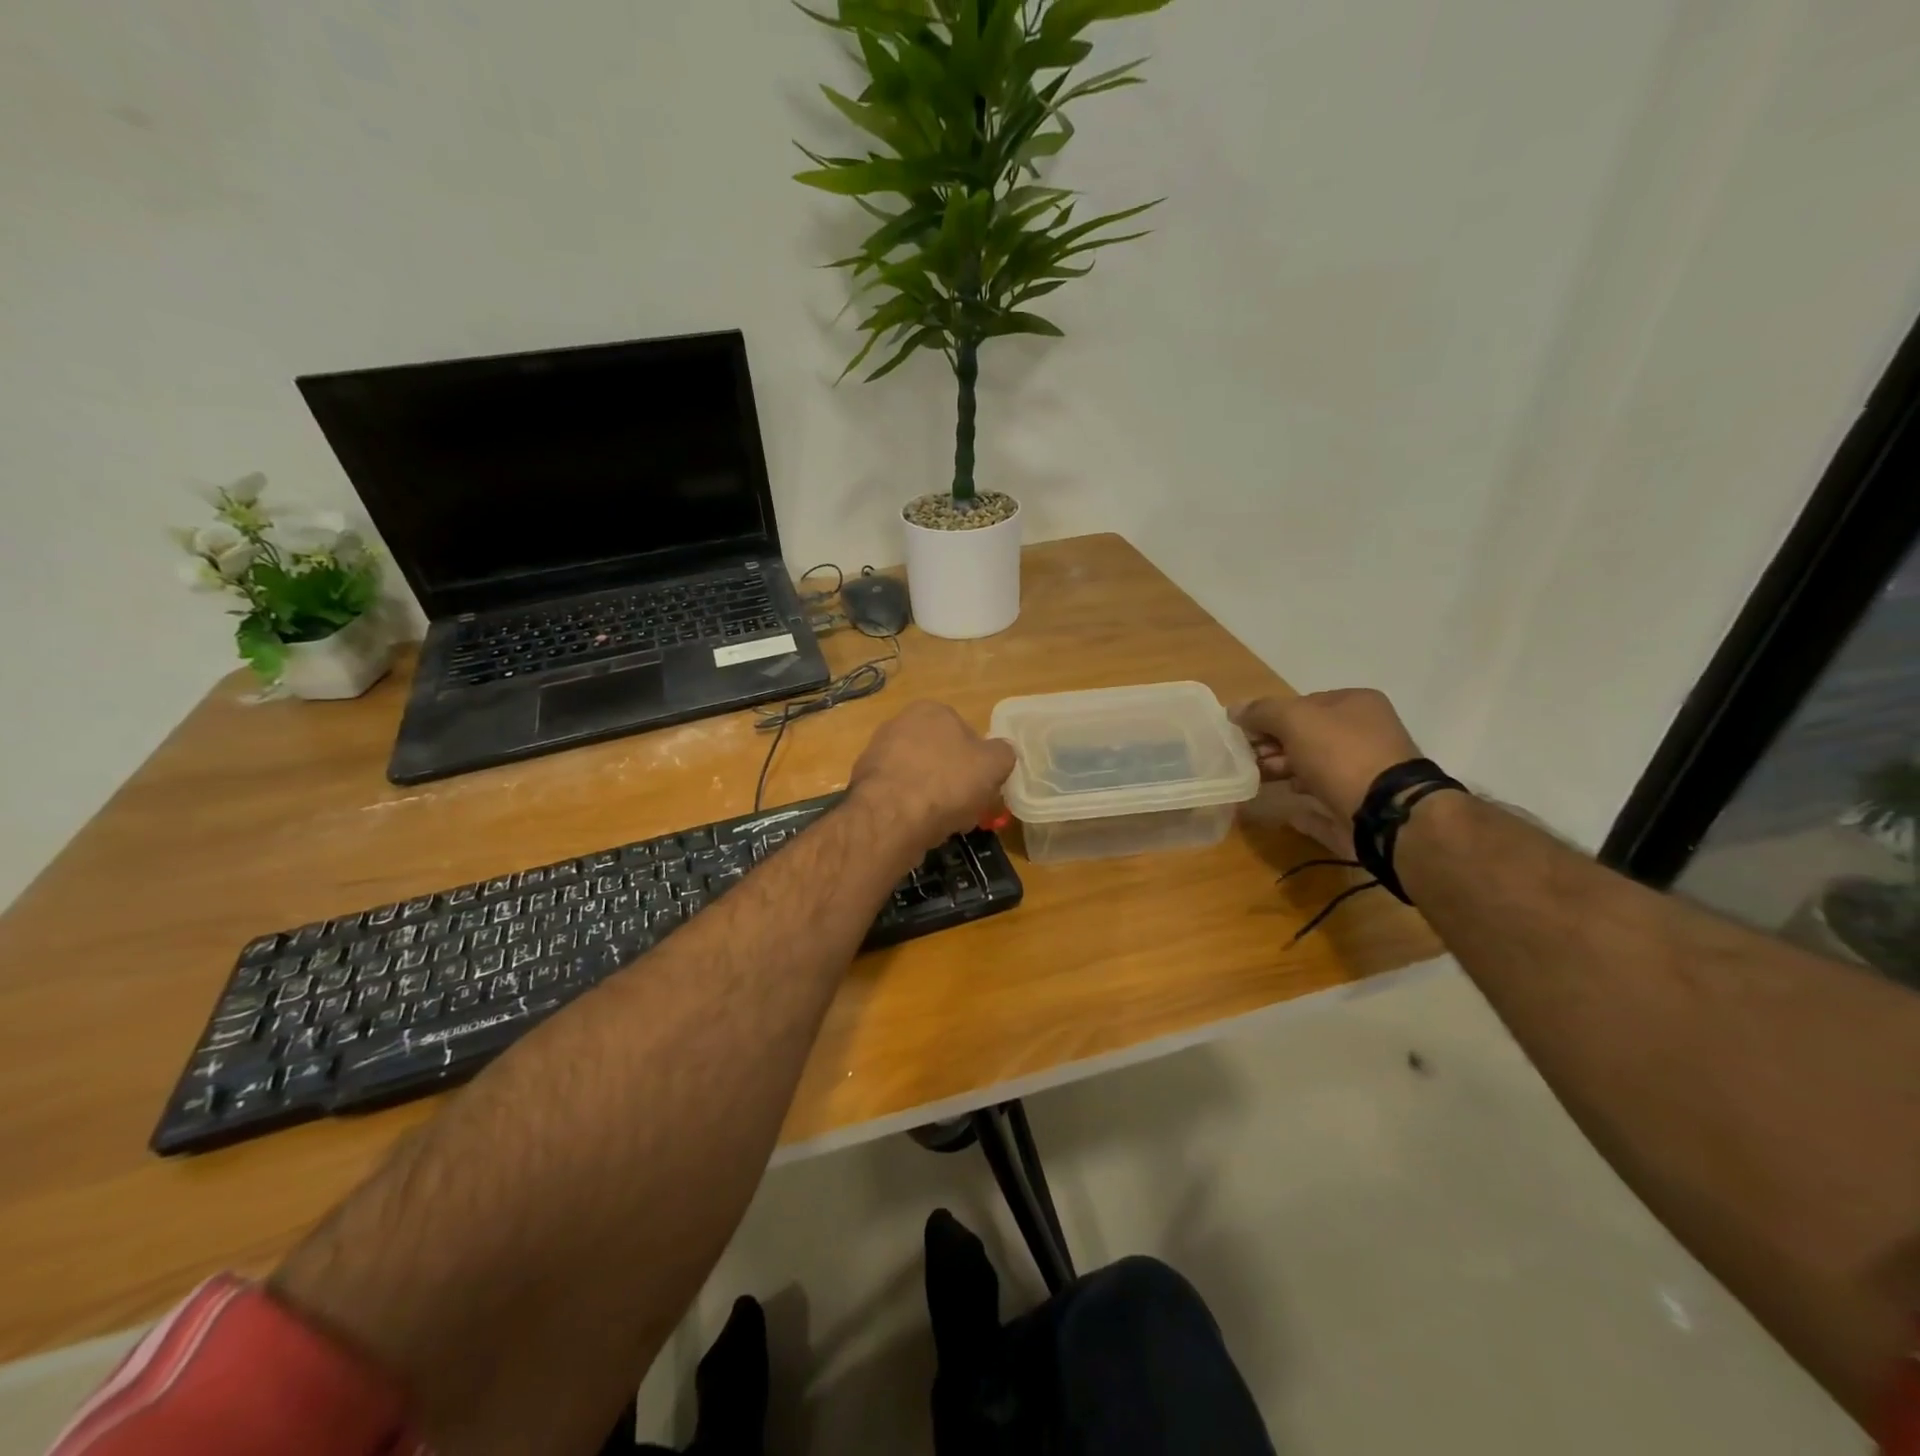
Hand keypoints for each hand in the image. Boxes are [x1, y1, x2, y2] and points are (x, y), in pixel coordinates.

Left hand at [848, 702, 1016, 853]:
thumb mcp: (994, 765)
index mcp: (932, 710)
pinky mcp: (863, 783)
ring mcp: (877, 753)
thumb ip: (1003, 753)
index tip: (982, 788)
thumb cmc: (947, 783)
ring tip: (943, 823)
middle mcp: (899, 723)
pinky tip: (918, 828)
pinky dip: (909, 809)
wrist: (891, 818)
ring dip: (932, 797)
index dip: (978, 763)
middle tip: (965, 808)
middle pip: (940, 756)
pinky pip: (898, 795)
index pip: (965, 733)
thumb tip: (1001, 752)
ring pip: (918, 777)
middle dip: (953, 781)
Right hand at [1231, 690, 1422, 854]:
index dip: (1271, 718)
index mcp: (1356, 704)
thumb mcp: (1295, 720)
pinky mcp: (1360, 807)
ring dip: (1284, 773)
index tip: (1245, 735)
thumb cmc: (1340, 754)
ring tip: (1260, 782)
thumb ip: (1262, 712)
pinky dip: (1302, 805)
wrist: (1385, 813)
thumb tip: (1234, 710)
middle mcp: (1365, 734)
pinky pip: (1322, 801)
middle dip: (1274, 748)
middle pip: (1307, 738)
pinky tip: (1284, 808)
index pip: (1303, 704)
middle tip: (1248, 760)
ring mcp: (1365, 773)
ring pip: (1313, 769)